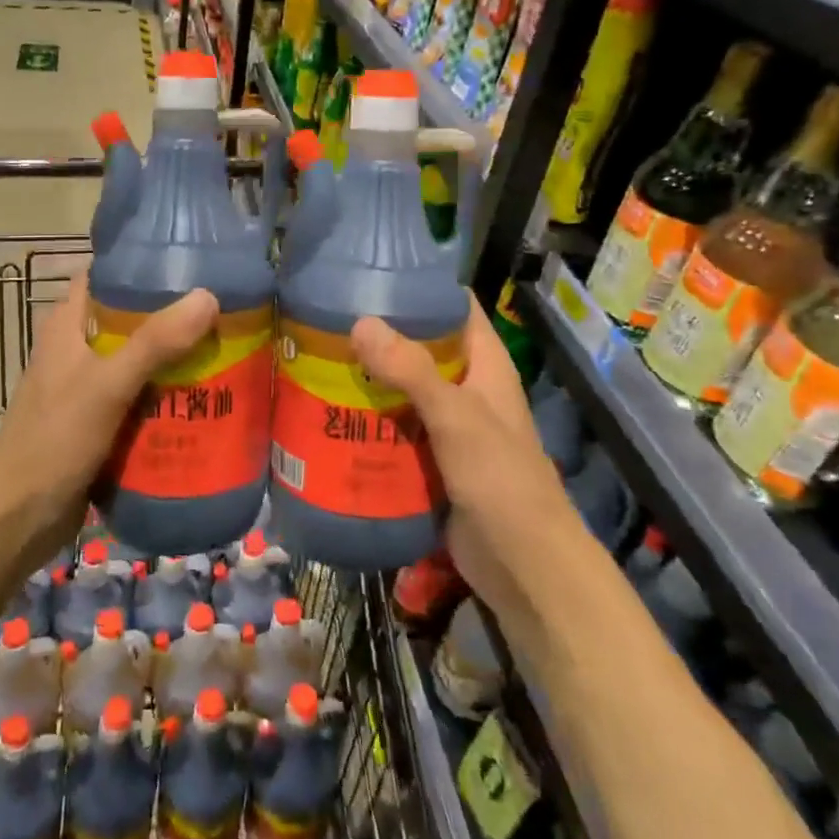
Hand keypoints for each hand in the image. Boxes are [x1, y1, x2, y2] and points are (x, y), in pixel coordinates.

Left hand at [0, 272, 217, 572]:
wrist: (17, 519)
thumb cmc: (53, 441)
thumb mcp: (106, 386)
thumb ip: (154, 344)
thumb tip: (207, 297)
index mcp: (68, 325)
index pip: (105, 276)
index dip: (143, 263)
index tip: (193, 260)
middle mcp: (78, 349)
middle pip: (131, 318)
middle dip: (174, 315)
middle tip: (225, 309)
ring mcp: (89, 388)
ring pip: (141, 361)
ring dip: (177, 358)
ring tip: (229, 348)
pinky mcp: (101, 423)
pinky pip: (142, 399)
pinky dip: (170, 396)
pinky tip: (208, 399)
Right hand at [351, 295, 575, 613]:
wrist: (523, 566)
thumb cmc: (501, 479)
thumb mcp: (456, 417)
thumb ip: (412, 370)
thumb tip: (360, 321)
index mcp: (485, 364)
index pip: (454, 307)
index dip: (419, 286)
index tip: (369, 273)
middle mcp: (466, 388)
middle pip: (420, 346)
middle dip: (379, 334)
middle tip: (325, 319)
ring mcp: (447, 425)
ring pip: (402, 389)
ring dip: (367, 378)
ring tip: (315, 359)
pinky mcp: (429, 459)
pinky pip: (394, 427)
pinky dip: (367, 418)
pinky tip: (328, 412)